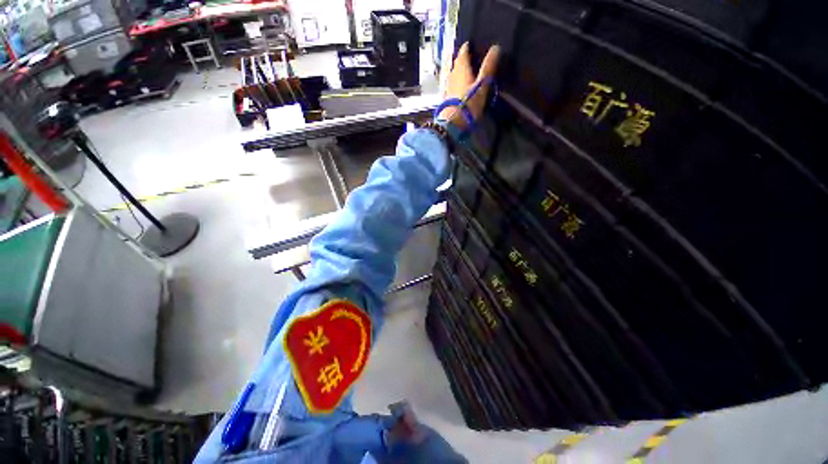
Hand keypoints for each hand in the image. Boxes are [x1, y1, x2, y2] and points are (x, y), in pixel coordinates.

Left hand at [439, 43, 500, 128]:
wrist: (453, 124)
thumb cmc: (469, 103)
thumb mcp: (482, 84)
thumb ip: (488, 66)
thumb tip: (496, 47)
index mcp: (461, 68)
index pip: (463, 52)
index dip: (467, 47)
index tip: (471, 45)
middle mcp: (452, 75)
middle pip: (457, 63)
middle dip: (462, 59)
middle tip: (470, 57)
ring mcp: (448, 87)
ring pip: (453, 74)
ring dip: (459, 71)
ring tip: (466, 72)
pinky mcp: (446, 98)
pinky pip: (451, 85)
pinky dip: (456, 83)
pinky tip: (459, 87)